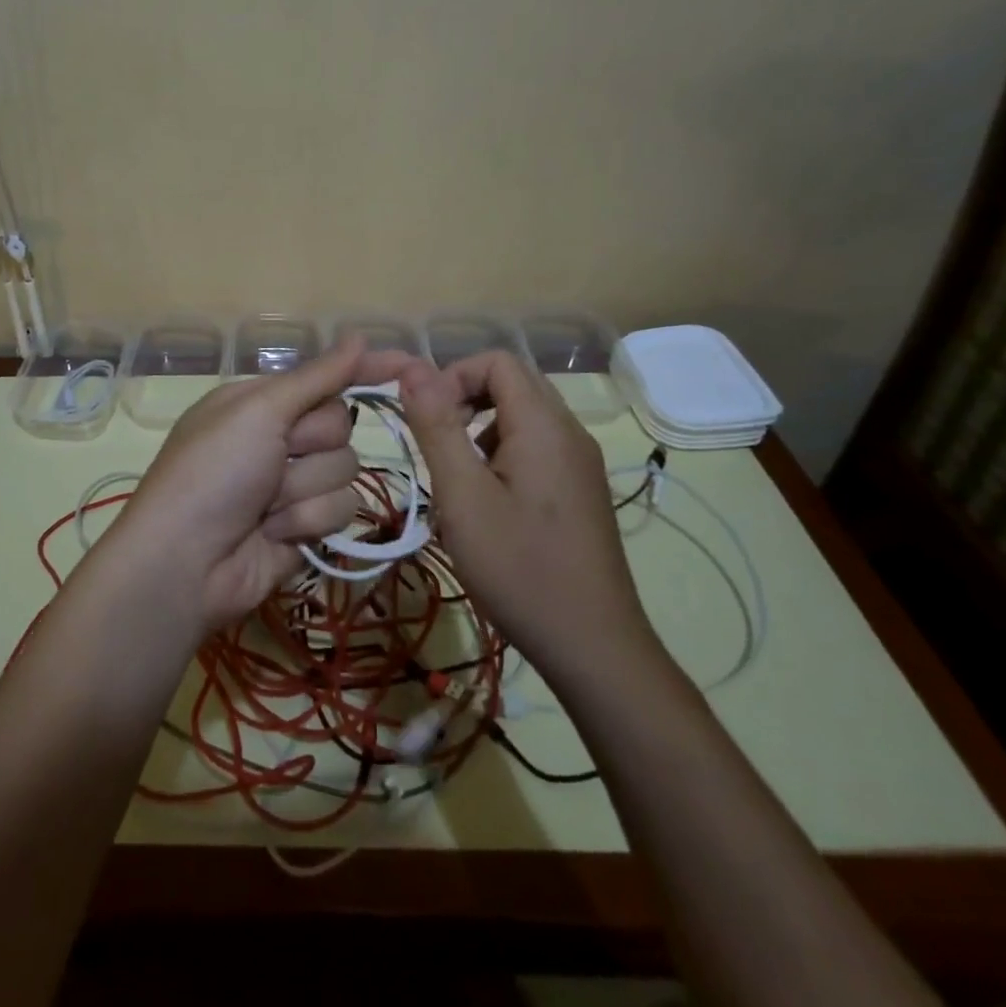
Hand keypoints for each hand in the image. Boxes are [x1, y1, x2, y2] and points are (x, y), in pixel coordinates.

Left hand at [109, 338, 411, 630]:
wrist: (186, 563)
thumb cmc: (214, 471)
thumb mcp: (257, 411)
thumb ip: (316, 378)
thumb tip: (359, 337)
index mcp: (262, 402)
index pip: (326, 378)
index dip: (364, 370)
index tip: (409, 364)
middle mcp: (279, 438)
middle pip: (340, 425)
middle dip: (311, 444)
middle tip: (276, 457)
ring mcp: (293, 484)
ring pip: (344, 470)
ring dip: (304, 488)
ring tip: (265, 506)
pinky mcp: (306, 527)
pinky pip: (340, 510)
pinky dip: (306, 521)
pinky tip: (274, 533)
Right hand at [398, 351, 657, 694]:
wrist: (593, 645)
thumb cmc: (518, 567)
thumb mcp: (462, 495)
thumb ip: (436, 426)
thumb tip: (412, 368)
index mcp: (543, 425)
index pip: (497, 361)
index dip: (453, 376)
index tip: (426, 420)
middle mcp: (569, 433)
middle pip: (513, 383)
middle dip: (466, 401)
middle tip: (438, 446)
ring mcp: (581, 463)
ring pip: (524, 417)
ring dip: (482, 429)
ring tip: (459, 480)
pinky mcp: (582, 491)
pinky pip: (537, 447)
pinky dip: (503, 455)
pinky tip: (489, 504)